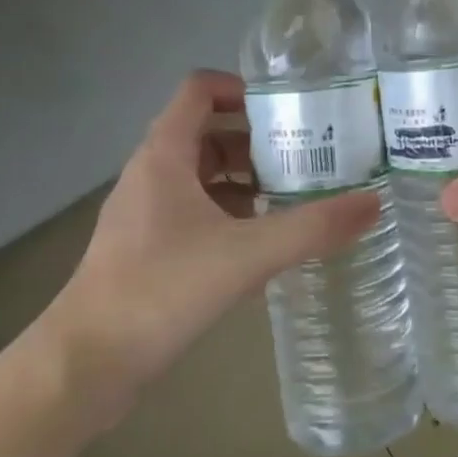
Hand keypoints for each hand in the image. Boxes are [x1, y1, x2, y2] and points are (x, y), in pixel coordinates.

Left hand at [32, 70, 378, 424]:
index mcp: (165, 155)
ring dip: (246, 178)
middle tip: (307, 156)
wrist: (83, 367)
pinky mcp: (148, 249)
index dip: (243, 89)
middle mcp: (152, 174)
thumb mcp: (246, 255)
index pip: (200, 90)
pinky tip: (263, 242)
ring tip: (295, 196)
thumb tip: (374, 202)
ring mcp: (146, 213)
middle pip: (208, 132)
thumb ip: (312, 228)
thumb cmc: (159, 291)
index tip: (289, 110)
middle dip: (257, 139)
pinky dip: (230, 213)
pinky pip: (196, 211)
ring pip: (203, 175)